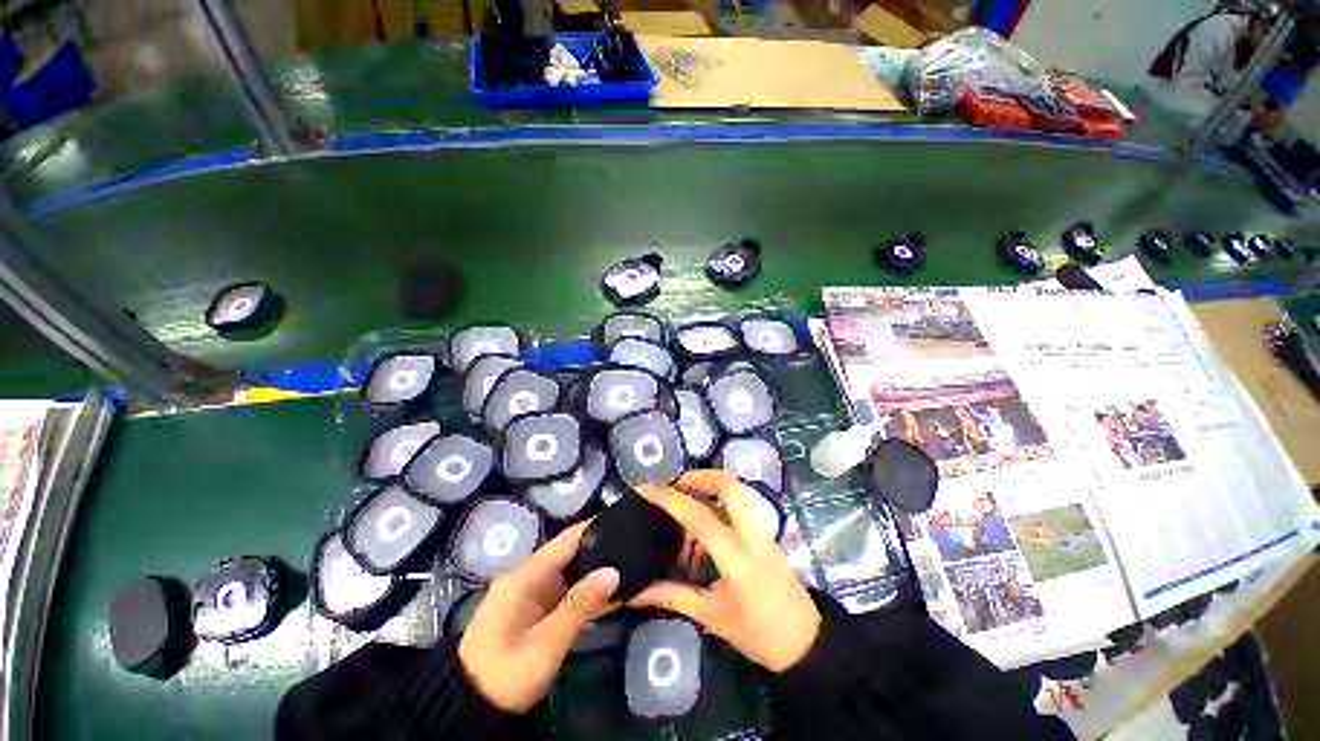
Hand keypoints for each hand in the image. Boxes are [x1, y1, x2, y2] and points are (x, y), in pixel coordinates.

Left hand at [458, 522, 619, 712]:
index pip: (565, 540)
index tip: (624, 520)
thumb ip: (579, 606)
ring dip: (600, 573)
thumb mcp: (544, 646)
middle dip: (603, 551)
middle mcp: (531, 578)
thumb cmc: (504, 675)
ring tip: (634, 565)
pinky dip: (591, 594)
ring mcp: (535, 596)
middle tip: (636, 547)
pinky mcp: (540, 613)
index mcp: (525, 576)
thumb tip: (613, 571)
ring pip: (574, 576)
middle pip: (572, 555)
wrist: (472, 712)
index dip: (593, 527)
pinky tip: (616, 593)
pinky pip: (571, 596)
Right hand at [632, 470, 820, 672]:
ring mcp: (761, 530)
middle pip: (728, 484)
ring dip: (709, 485)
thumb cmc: (758, 633)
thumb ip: (673, 597)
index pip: (699, 516)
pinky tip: (703, 526)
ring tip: (685, 502)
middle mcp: (751, 534)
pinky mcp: (765, 532)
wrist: (806, 642)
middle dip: (698, 476)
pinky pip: (739, 504)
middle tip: (675, 485)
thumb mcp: (712, 616)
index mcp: (736, 557)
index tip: (646, 488)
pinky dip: (718, 502)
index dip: (669, 499)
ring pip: (736, 489)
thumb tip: (635, 593)